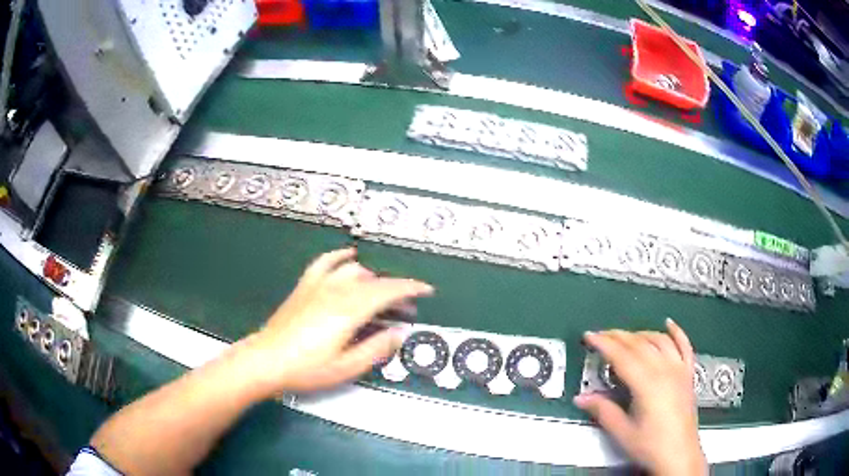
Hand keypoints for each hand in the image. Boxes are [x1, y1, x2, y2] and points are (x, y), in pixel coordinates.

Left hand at [241, 248, 432, 396]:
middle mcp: (336, 291)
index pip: (387, 291)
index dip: (411, 289)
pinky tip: (349, 256)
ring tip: (382, 295)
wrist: (267, 360)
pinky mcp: (305, 286)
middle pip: (374, 282)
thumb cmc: (307, 368)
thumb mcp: (346, 367)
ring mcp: (318, 286)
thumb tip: (399, 333)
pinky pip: (325, 263)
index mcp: (349, 311)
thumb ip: (376, 348)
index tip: (427, 291)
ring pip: (355, 272)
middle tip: (408, 308)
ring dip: (375, 279)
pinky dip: (340, 257)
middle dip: (396, 291)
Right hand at [574, 319, 706, 475]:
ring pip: (660, 341)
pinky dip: (677, 332)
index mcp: (647, 383)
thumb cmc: (650, 445)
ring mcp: (679, 369)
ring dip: (641, 334)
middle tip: (601, 335)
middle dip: (618, 336)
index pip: (622, 356)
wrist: (679, 455)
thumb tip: (580, 398)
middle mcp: (665, 370)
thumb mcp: (622, 432)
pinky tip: (669, 324)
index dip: (604, 344)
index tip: (589, 336)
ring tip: (626, 336)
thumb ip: (603, 411)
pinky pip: (684, 346)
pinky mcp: (688, 374)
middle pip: (640, 344)